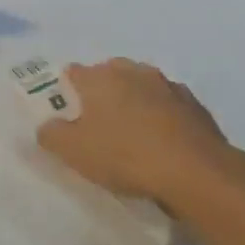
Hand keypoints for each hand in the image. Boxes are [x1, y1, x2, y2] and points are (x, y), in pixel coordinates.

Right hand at [37, 59, 244, 218]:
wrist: (196, 172)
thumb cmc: (125, 156)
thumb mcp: (73, 151)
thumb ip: (51, 134)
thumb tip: (48, 126)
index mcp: (100, 77)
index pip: (73, 73)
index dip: (65, 91)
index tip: (66, 114)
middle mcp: (134, 72)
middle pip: (109, 75)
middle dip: (101, 93)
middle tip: (96, 124)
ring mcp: (168, 86)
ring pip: (141, 88)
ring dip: (134, 103)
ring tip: (131, 134)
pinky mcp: (195, 106)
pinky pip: (168, 107)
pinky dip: (161, 117)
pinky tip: (161, 142)